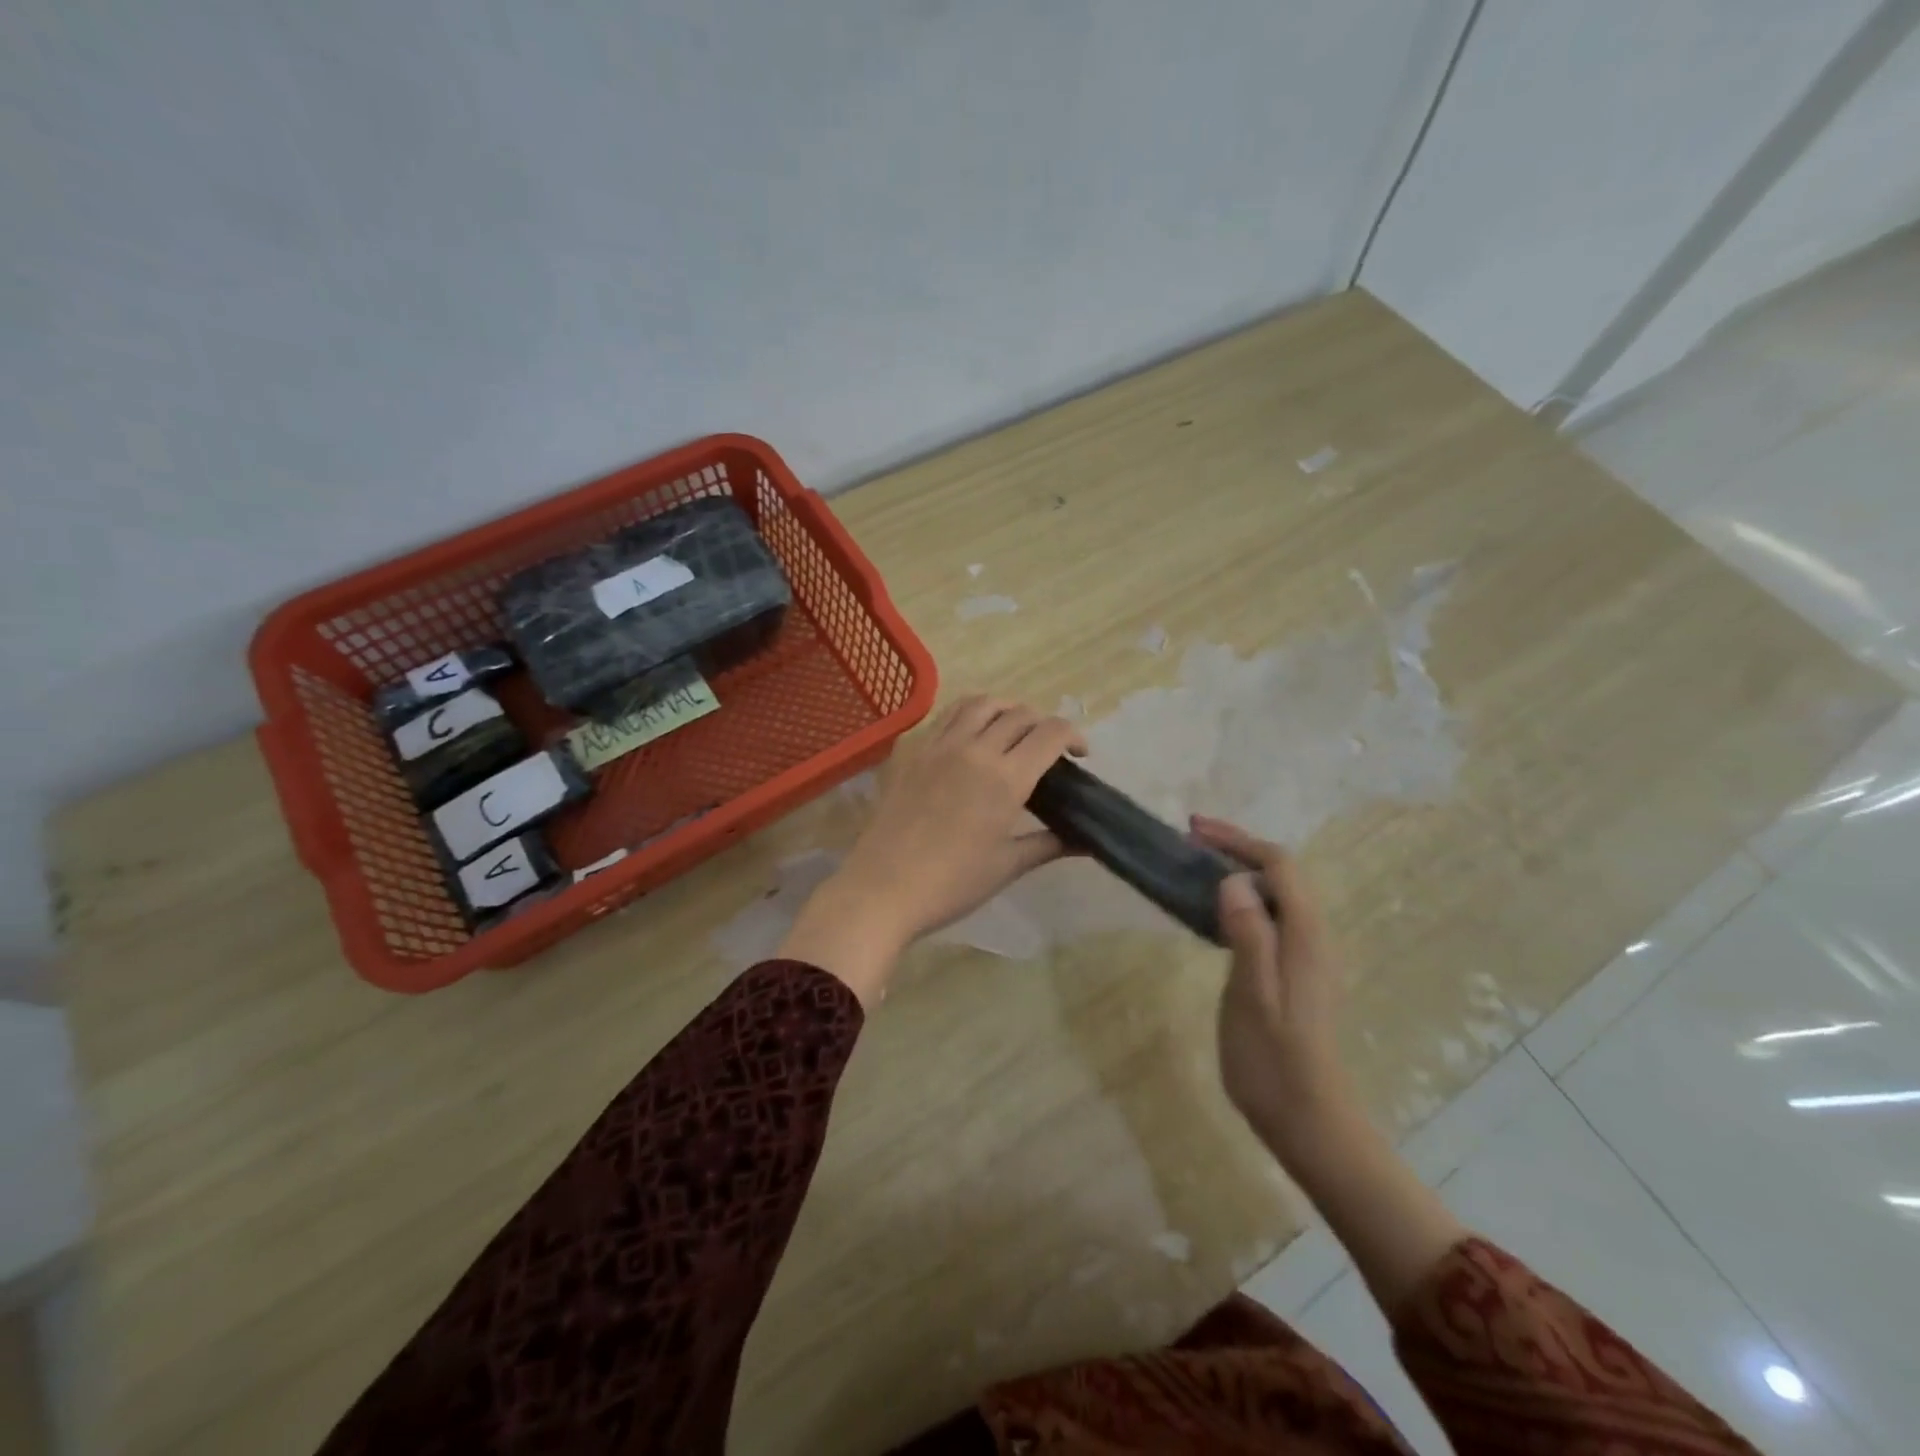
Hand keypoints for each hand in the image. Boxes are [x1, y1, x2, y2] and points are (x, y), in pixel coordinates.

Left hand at [780, 697, 1084, 1004]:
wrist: (882, 889)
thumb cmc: (951, 884)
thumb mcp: (1006, 865)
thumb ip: (1048, 844)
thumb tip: (1087, 841)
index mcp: (1005, 778)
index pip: (1050, 733)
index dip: (1074, 735)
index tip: (1080, 754)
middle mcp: (975, 749)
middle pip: (1019, 713)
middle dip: (1043, 723)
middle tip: (1049, 749)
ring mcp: (939, 746)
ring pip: (980, 703)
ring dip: (1006, 709)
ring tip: (1012, 731)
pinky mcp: (914, 752)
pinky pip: (947, 716)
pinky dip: (970, 715)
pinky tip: (971, 739)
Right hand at [1192, 816, 1354, 1152]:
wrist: (1308, 1119)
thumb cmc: (1274, 1059)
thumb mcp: (1253, 994)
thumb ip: (1248, 933)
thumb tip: (1234, 880)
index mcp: (1306, 935)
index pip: (1279, 865)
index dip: (1238, 840)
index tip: (1194, 830)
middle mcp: (1313, 937)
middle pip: (1281, 873)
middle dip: (1238, 848)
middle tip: (1190, 840)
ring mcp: (1306, 955)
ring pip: (1275, 894)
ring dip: (1239, 871)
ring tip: (1196, 866)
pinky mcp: (1294, 972)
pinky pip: (1269, 917)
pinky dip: (1241, 899)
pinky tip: (1214, 913)